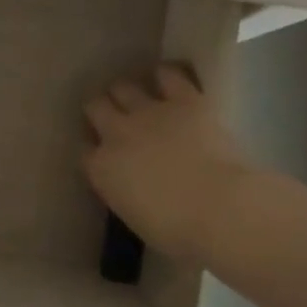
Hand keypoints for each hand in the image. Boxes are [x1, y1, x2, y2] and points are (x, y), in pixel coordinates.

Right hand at [83, 65, 253, 263]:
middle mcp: (117, 133)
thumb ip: (126, 193)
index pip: (85, 150)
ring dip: (128, 92)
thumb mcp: (138, 219)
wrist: (221, 209)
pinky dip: (166, 76)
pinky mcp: (183, 100)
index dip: (94, 149)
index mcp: (103, 169)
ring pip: (123, 87)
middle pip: (95, 107)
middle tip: (116, 118)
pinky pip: (168, 75)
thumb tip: (131, 186)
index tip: (103, 154)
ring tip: (139, 98)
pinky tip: (169, 81)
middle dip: (102, 110)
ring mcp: (149, 112)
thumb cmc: (180, 232)